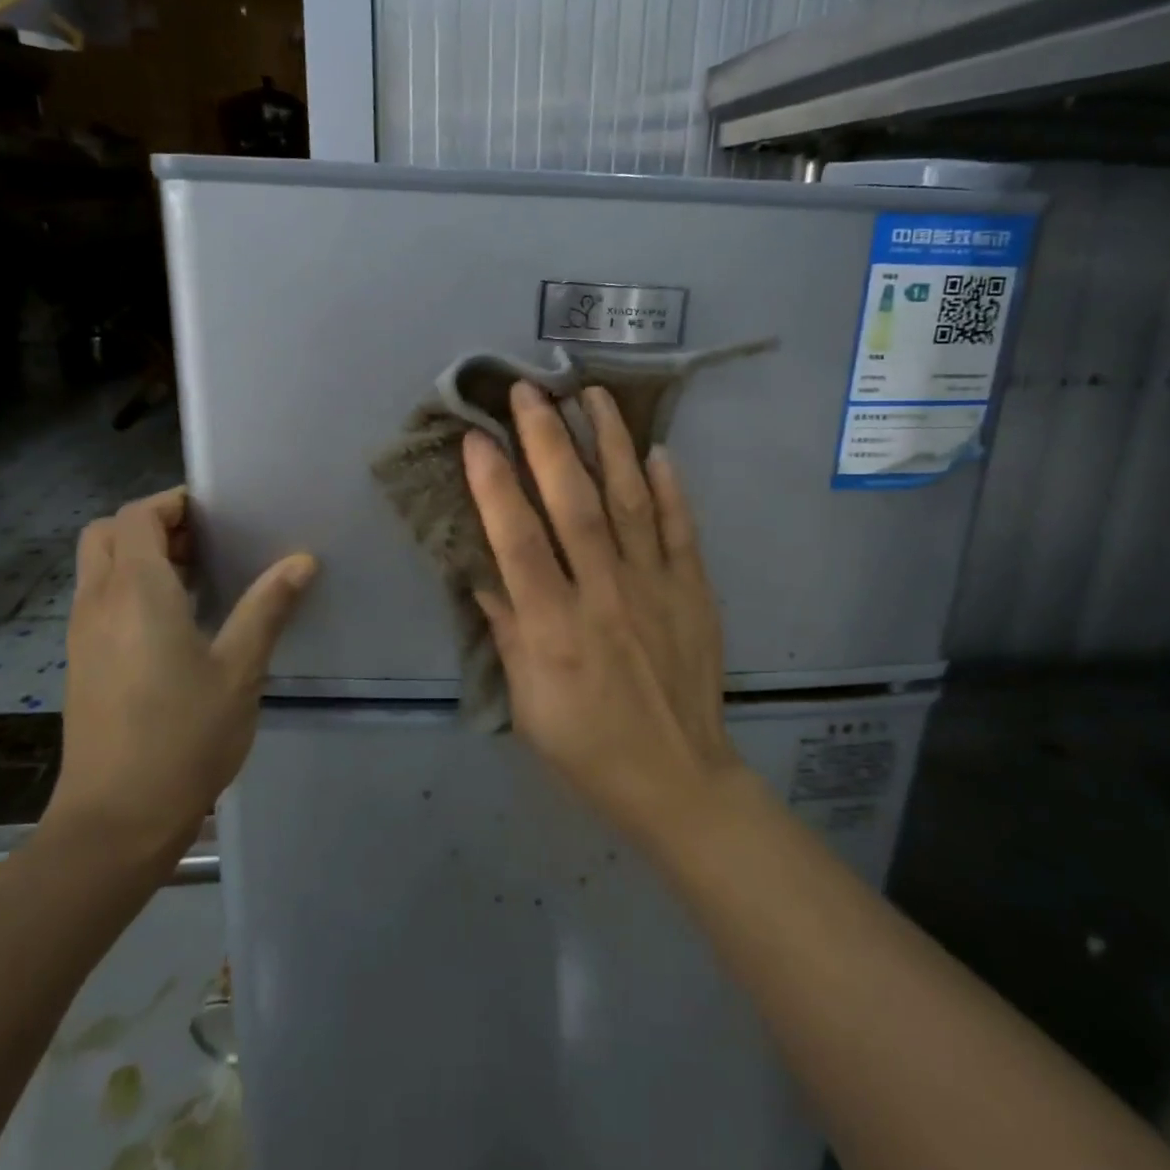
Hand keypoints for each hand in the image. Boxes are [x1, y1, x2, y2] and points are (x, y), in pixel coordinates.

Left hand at [46, 488, 316, 870]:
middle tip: (206, 541)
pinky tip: (177, 621)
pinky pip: (100, 600)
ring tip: (200, 576)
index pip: (137, 517)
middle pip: (107, 534)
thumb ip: (268, 607)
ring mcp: (83, 635)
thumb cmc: (183, 736)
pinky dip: (130, 587)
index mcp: (136, 593)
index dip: (173, 503)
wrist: (115, 821)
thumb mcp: (240, 669)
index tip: (218, 513)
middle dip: (153, 524)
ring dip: (141, 556)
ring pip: (100, 567)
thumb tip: (301, 559)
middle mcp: (98, 603)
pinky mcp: (81, 663)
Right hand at [462, 382, 743, 842]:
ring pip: (631, 501)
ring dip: (611, 444)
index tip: (475, 436)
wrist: (676, 777)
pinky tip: (657, 451)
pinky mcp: (694, 591)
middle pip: (575, 505)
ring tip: (593, 395)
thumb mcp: (527, 698)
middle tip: (528, 391)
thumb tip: (480, 562)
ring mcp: (656, 588)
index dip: (494, 486)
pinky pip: (681, 530)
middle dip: (548, 442)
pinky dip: (670, 489)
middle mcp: (605, 596)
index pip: (518, 542)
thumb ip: (506, 625)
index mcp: (556, 628)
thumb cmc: (585, 744)